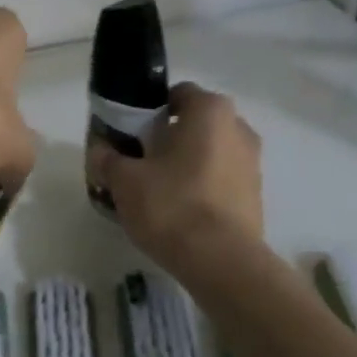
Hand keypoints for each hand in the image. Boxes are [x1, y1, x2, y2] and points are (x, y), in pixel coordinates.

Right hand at [91, 82, 263, 270]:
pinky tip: (179, 212)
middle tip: (139, 162)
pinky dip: (202, 189)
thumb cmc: (171, 205)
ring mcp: (253, 164)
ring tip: (157, 191)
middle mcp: (239, 129)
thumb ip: (108, 159)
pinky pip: (222, 181)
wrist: (221, 262)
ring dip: (186, 165)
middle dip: (169, 139)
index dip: (149, 111)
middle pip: (195, 125)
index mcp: (210, 111)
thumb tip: (100, 150)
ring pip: (210, 154)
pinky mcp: (256, 197)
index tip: (130, 134)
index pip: (176, 95)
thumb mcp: (124, 180)